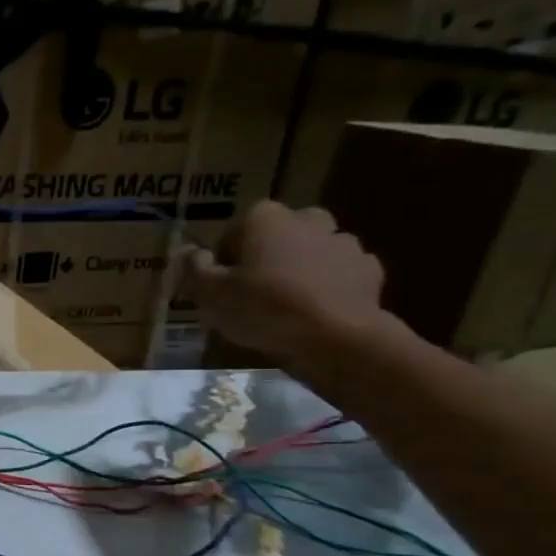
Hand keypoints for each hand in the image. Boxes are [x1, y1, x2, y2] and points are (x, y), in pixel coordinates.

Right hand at [178, 201, 388, 373]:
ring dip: (300, 268)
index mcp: (265, 218)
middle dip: (267, 254)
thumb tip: (187, 252)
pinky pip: (339, 273)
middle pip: (278, 234)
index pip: (235, 229)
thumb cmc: (262, 309)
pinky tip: (315, 310)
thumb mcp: (209, 294)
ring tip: (286, 303)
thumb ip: (193, 269)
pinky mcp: (368, 269)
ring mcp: (343, 242)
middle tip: (254, 289)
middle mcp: (307, 219)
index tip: (220, 283)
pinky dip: (328, 285)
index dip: (225, 257)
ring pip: (312, 251)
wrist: (334, 337)